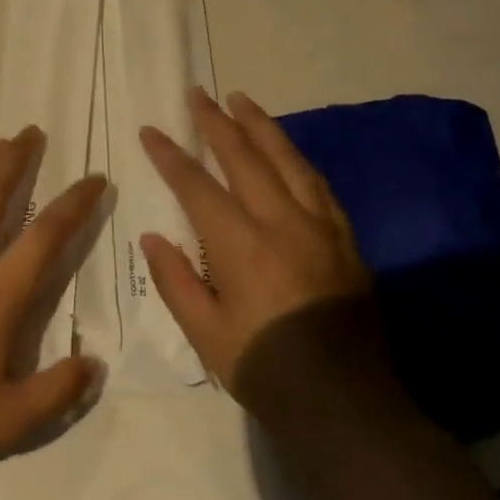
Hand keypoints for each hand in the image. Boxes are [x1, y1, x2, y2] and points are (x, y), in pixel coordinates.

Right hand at [139, 89, 413, 462]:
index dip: (170, 155)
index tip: (151, 131)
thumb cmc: (265, 369)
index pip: (196, 185)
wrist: (348, 405)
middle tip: (198, 94)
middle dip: (217, 122)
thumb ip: (175, 280)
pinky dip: (296, 159)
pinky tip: (287, 151)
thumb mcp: (205, 334)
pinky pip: (318, 185)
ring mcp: (320, 228)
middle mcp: (281, 223)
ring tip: (242, 100)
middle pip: (245, 157)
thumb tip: (152, 236)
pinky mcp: (346, 240)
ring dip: (261, 126)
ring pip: (288, 160)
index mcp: (241, 245)